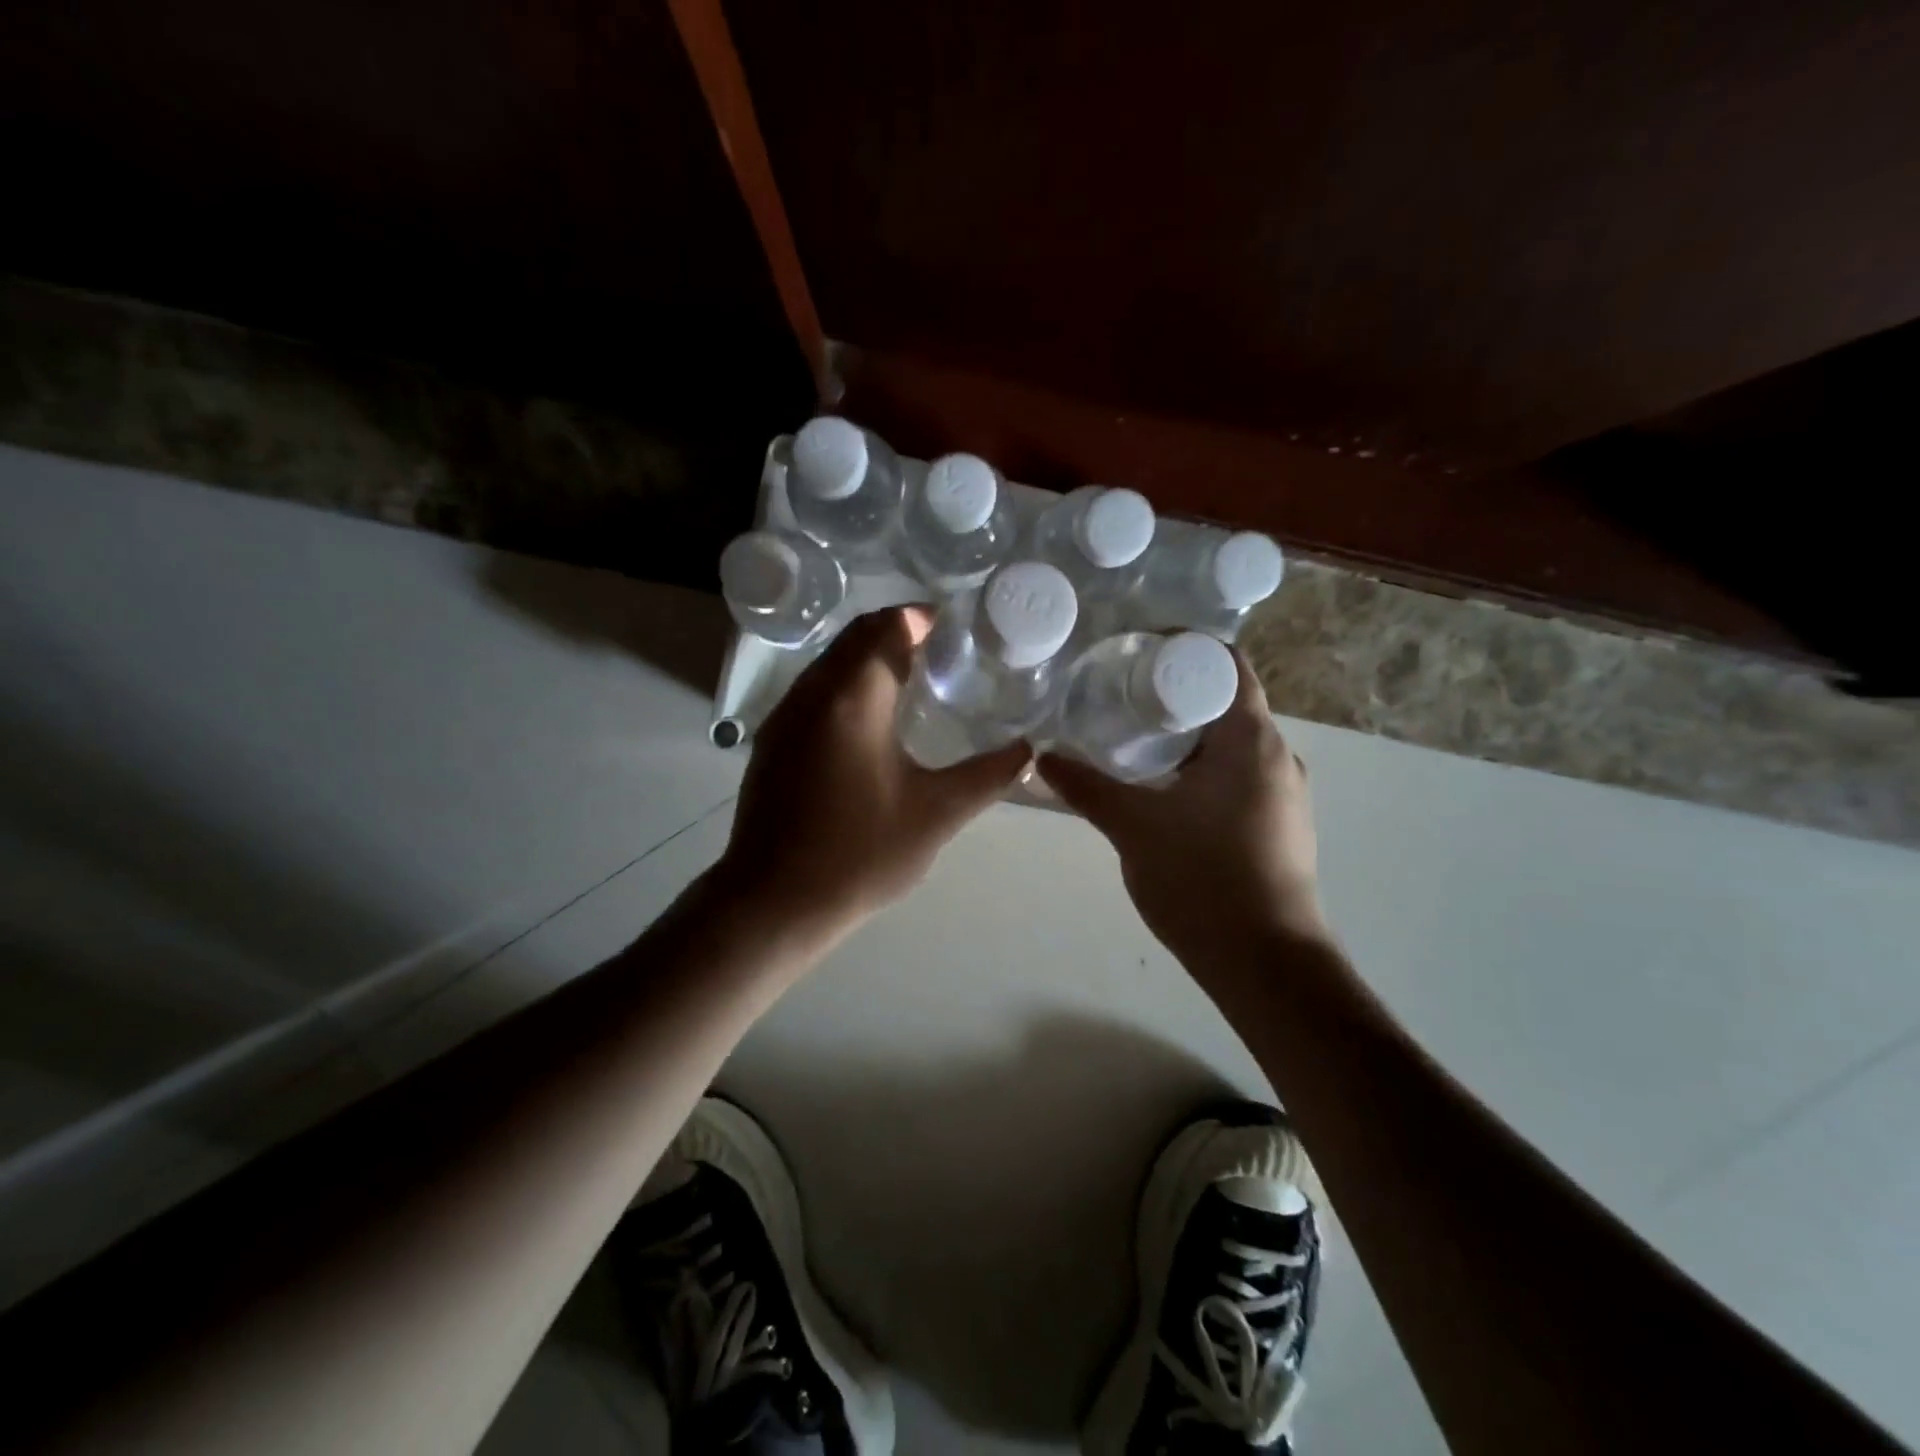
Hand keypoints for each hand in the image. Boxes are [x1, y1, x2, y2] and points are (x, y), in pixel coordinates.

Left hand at [715, 607, 1029, 936]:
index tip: (955, 628)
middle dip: (897, 631)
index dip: (921, 618)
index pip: (887, 628)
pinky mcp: (772, 742)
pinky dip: (846, 684)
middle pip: (855, 637)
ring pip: (830, 662)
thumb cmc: (860, 854)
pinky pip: (814, 690)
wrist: (774, 902)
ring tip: (912, 679)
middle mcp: (813, 693)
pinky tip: (870, 722)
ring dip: (868, 658)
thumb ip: (988, 776)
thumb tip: (1029, 752)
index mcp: (853, 699)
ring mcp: (785, 717)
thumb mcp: (937, 814)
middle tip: (941, 650)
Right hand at [1038, 651, 1329, 965]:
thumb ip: (1087, 786)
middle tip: (1119, 698)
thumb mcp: (1133, 827)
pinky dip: (1201, 771)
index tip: (1135, 654)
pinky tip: (1163, 793)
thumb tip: (1042, 757)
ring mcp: (1285, 796)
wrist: (1267, 966)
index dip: (1183, 648)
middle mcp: (1278, 757)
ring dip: (1186, 738)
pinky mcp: (1279, 827)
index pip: (1226, 664)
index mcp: (1252, 740)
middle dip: (1173, 696)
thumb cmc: (1203, 880)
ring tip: (1132, 743)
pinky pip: (1238, 778)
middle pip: (1225, 703)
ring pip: (1231, 745)